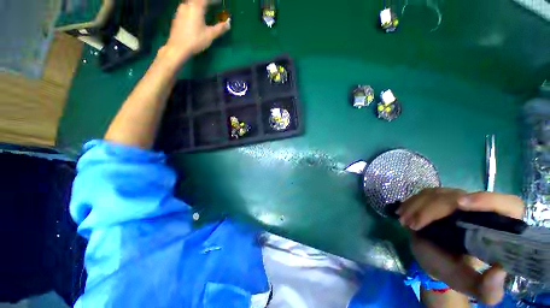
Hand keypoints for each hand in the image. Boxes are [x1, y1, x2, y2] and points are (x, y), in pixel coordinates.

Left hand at [160, 0, 230, 66]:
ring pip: (191, 3)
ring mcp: (180, 10)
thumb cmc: (195, 40)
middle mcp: (187, 5)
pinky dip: (192, 9)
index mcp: (196, 7)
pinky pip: (186, 8)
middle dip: (205, 2)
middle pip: (197, 0)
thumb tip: (229, 23)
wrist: (178, 47)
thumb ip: (220, 28)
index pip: (206, 0)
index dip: (214, 1)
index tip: (219, 2)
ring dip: (198, 5)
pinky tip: (195, 15)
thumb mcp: (210, 35)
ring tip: (204, 9)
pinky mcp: (177, 16)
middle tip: (212, 5)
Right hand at [398, 188, 524, 305]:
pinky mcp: (439, 199)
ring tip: (405, 222)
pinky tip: (402, 213)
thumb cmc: (454, 272)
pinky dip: (412, 202)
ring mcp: (457, 201)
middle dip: (433, 209)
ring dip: (417, 205)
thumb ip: (488, 290)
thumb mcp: (470, 285)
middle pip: (460, 196)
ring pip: (438, 193)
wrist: (433, 259)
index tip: (460, 205)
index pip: (507, 205)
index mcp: (498, 229)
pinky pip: (425, 194)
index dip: (487, 200)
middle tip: (413, 225)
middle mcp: (480, 210)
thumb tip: (500, 270)